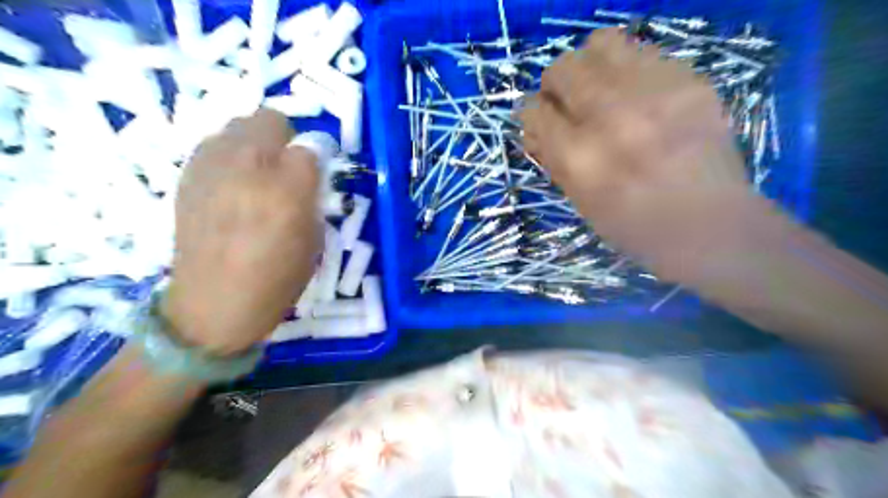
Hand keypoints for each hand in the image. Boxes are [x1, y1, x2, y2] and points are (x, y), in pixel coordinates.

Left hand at [164, 110, 322, 355]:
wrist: (213, 304)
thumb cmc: (276, 279)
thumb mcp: (314, 241)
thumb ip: (313, 198)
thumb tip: (307, 174)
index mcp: (286, 190)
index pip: (310, 150)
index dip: (315, 165)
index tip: (313, 181)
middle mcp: (247, 167)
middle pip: (269, 120)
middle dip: (284, 140)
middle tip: (285, 171)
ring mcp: (210, 167)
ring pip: (237, 126)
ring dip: (254, 144)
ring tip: (255, 177)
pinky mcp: (187, 175)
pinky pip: (214, 146)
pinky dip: (229, 156)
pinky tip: (231, 186)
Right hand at [522, 29, 754, 280]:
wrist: (709, 226)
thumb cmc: (633, 227)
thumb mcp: (579, 202)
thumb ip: (552, 160)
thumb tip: (535, 129)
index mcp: (578, 156)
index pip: (533, 110)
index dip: (533, 115)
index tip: (543, 122)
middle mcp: (609, 117)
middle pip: (562, 68)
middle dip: (557, 85)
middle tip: (570, 103)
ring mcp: (652, 93)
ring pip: (600, 44)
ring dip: (591, 66)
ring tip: (601, 89)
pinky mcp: (688, 80)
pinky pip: (642, 52)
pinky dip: (629, 70)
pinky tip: (638, 95)